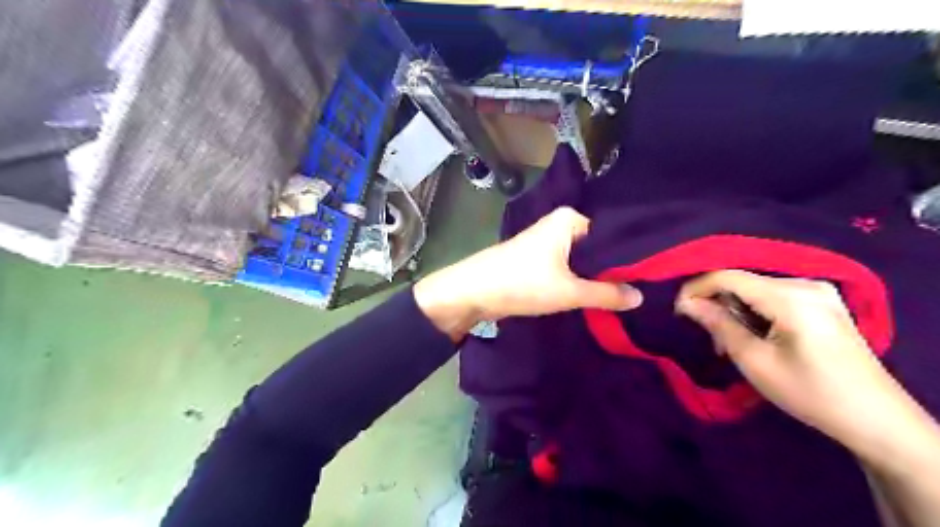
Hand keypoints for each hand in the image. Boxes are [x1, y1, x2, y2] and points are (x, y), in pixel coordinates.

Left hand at [415, 208, 642, 339]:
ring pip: (581, 261)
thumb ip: (607, 294)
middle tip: (640, 290)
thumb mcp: (570, 291)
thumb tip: (641, 297)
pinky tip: (594, 296)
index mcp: (569, 219)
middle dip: (612, 270)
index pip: (612, 236)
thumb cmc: (522, 282)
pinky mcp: (537, 260)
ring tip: (623, 295)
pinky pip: (566, 268)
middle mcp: (558, 225)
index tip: (651, 277)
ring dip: (594, 278)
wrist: (473, 293)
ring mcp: (546, 242)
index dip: (629, 258)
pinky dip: (577, 281)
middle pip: (596, 249)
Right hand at [680, 272, 935, 452]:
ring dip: (735, 311)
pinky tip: (751, 335)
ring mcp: (817, 291)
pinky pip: (773, 296)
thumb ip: (719, 324)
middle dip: (717, 304)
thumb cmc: (809, 392)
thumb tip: (686, 303)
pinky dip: (754, 313)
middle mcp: (805, 283)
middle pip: (742, 281)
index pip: (728, 276)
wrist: (876, 419)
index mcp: (790, 296)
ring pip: (755, 289)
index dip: (696, 288)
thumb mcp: (755, 361)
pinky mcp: (822, 302)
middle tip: (708, 337)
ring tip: (729, 343)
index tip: (677, 310)